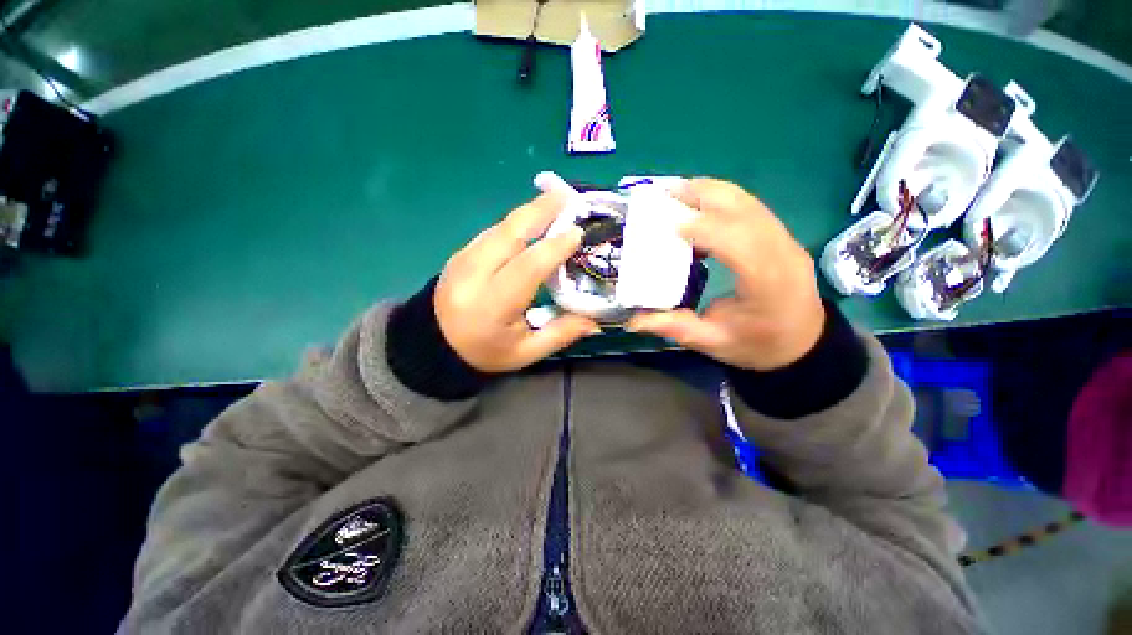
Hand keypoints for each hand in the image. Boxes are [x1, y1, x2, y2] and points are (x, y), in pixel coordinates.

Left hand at [435, 193, 599, 372]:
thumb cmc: (484, 352)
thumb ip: (561, 334)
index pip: (527, 266)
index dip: (554, 247)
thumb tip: (596, 322)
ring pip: (501, 227)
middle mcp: (475, 274)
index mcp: (493, 304)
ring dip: (530, 212)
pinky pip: (493, 231)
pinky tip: (533, 219)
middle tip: (569, 197)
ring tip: (557, 201)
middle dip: (541, 210)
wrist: (433, 344)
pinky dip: (516, 222)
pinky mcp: (461, 253)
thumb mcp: (525, 352)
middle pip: (511, 233)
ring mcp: (463, 259)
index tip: (578, 233)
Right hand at [628, 179, 824, 370]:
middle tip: (666, 194)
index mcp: (767, 284)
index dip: (705, 228)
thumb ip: (675, 328)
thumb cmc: (758, 345)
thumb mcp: (713, 343)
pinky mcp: (782, 236)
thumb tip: (633, 321)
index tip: (671, 224)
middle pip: (745, 210)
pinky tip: (700, 204)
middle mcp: (782, 253)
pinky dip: (722, 199)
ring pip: (749, 202)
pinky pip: (751, 207)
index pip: (739, 243)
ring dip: (712, 192)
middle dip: (704, 196)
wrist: (803, 342)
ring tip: (678, 192)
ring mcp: (786, 240)